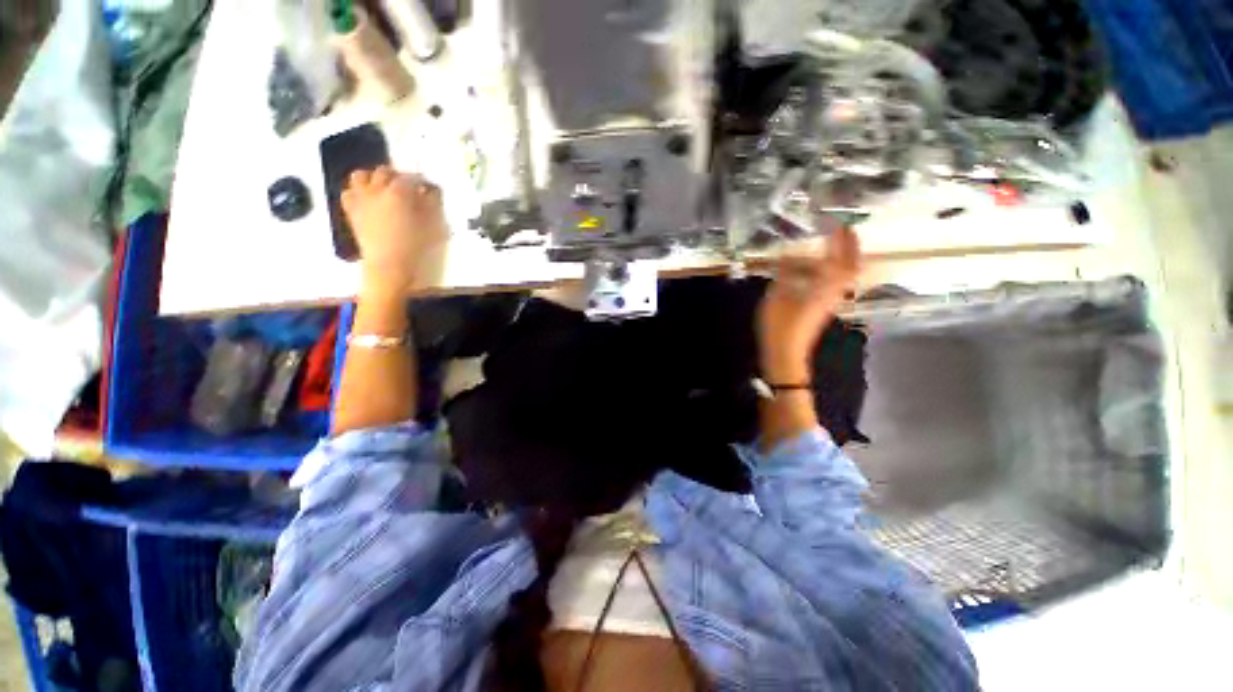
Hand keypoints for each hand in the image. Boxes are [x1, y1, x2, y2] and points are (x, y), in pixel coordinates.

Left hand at [342, 165, 446, 297]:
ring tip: (382, 187)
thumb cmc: (413, 246)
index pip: (410, 178)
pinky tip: (366, 200)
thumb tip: (428, 193)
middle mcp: (376, 190)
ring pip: (361, 176)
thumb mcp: (430, 225)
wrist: (389, 265)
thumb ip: (428, 205)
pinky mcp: (351, 212)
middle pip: (384, 171)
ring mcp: (361, 199)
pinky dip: (357, 192)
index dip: (420, 180)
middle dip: (396, 176)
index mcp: (398, 193)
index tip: (426, 186)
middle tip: (406, 185)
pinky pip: (349, 193)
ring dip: (372, 178)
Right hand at [758, 228, 861, 383]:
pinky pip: (831, 283)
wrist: (786, 354)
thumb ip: (785, 274)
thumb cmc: (780, 326)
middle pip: (849, 266)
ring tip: (825, 246)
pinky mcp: (821, 308)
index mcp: (823, 287)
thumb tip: (788, 256)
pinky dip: (827, 271)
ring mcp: (828, 301)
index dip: (842, 240)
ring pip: (841, 275)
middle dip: (848, 247)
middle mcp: (832, 292)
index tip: (839, 223)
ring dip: (838, 258)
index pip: (840, 258)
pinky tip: (812, 269)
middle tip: (842, 230)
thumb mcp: (776, 296)